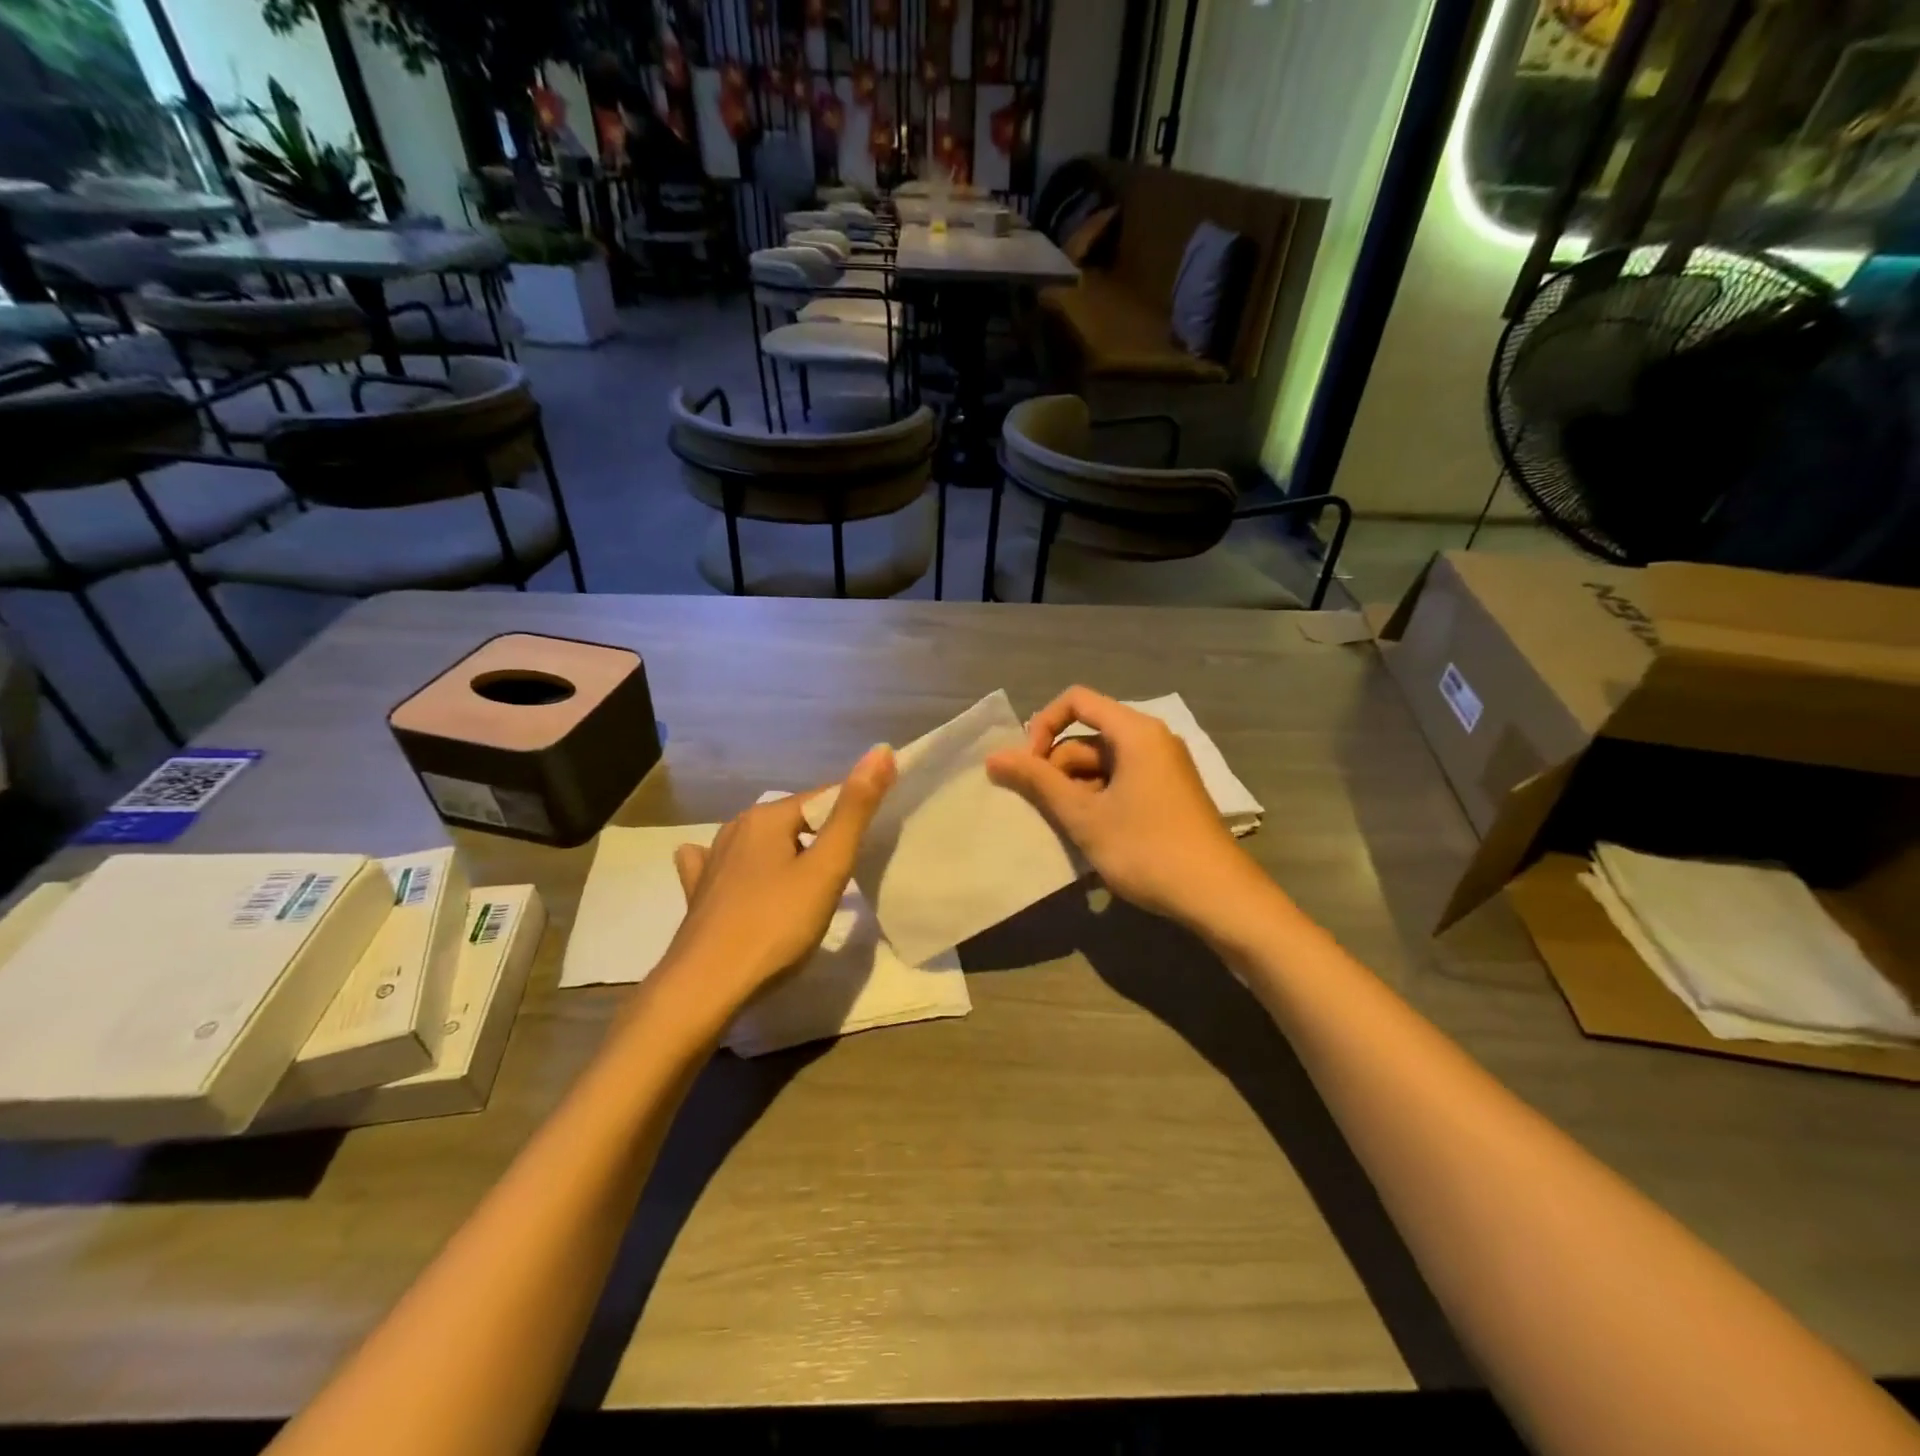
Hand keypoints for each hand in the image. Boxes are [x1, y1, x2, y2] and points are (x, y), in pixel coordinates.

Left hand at [659, 744, 895, 1015]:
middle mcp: (735, 828)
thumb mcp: (827, 868)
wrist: (706, 986)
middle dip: (821, 837)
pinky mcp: (699, 892)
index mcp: (767, 816)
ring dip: (785, 852)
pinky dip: (738, 867)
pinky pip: (723, 866)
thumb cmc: (776, 924)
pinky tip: (732, 874)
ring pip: (761, 843)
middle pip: (793, 821)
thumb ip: (855, 810)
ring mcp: (712, 860)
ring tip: (807, 880)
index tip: (873, 842)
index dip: (853, 814)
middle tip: (846, 873)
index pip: (823, 798)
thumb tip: (881, 749)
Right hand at [985, 686, 1263, 930]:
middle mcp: (1152, 739)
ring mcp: (1163, 767)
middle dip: (1057, 768)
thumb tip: (994, 757)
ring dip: (1076, 789)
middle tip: (1044, 809)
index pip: (1076, 701)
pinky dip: (1099, 800)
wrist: (1218, 895)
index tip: (1028, 767)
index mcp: (1135, 732)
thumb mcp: (1084, 815)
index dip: (1042, 726)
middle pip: (1088, 736)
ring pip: (1102, 764)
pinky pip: (1121, 781)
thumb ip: (1038, 782)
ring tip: (1067, 829)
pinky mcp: (1168, 793)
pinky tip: (1092, 835)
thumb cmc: (1146, 849)